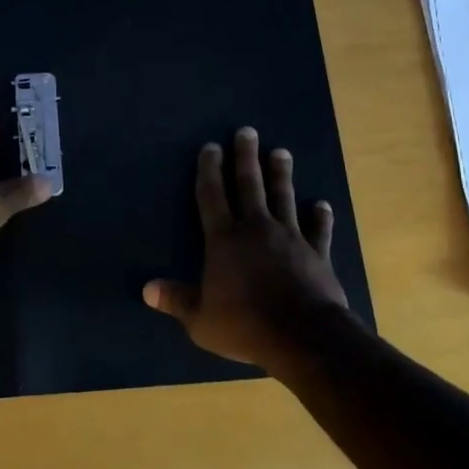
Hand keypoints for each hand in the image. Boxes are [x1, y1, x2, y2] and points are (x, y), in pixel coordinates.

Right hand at [143, 127, 353, 375]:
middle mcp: (256, 229)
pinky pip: (318, 230)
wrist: (304, 336)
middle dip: (245, 157)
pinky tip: (322, 204)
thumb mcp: (201, 320)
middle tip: (247, 131)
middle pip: (249, 185)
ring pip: (283, 197)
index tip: (211, 147)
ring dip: (281, 174)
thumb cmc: (246, 325)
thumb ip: (177, 300)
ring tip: (281, 152)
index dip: (209, 170)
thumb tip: (147, 289)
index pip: (212, 196)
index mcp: (224, 240)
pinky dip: (320, 216)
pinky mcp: (316, 253)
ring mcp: (290, 237)